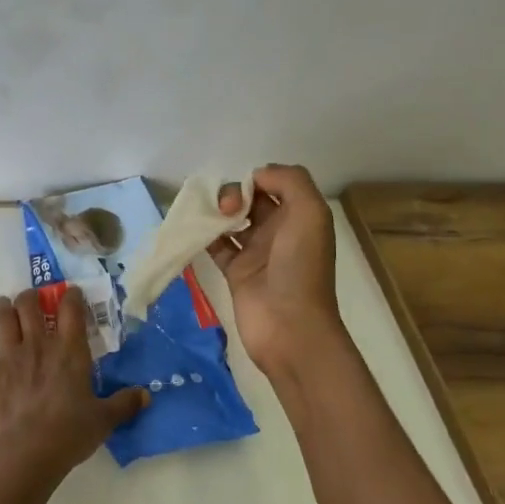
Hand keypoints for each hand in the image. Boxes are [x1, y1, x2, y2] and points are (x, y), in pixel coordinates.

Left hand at [0, 287, 148, 482]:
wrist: (27, 453)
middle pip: (31, 305)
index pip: (71, 310)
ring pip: (3, 318)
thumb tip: (147, 394)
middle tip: (32, 299)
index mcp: (69, 351)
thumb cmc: (70, 433)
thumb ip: (125, 403)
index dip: (71, 296)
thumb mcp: (104, 420)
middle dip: (31, 297)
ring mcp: (10, 355)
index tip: (70, 292)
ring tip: (3, 303)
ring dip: (3, 307)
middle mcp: (39, 344)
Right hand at [208, 164, 346, 377]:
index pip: (274, 185)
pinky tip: (194, 231)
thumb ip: (289, 182)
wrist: (289, 327)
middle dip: (234, 194)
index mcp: (300, 217)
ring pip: (231, 220)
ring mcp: (256, 253)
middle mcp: (279, 232)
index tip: (245, 190)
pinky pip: (215, 246)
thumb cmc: (301, 268)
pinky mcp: (235, 272)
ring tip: (208, 217)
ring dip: (217, 212)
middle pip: (251, 200)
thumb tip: (256, 177)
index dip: (257, 179)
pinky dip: (203, 236)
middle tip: (227, 208)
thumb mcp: (310, 214)